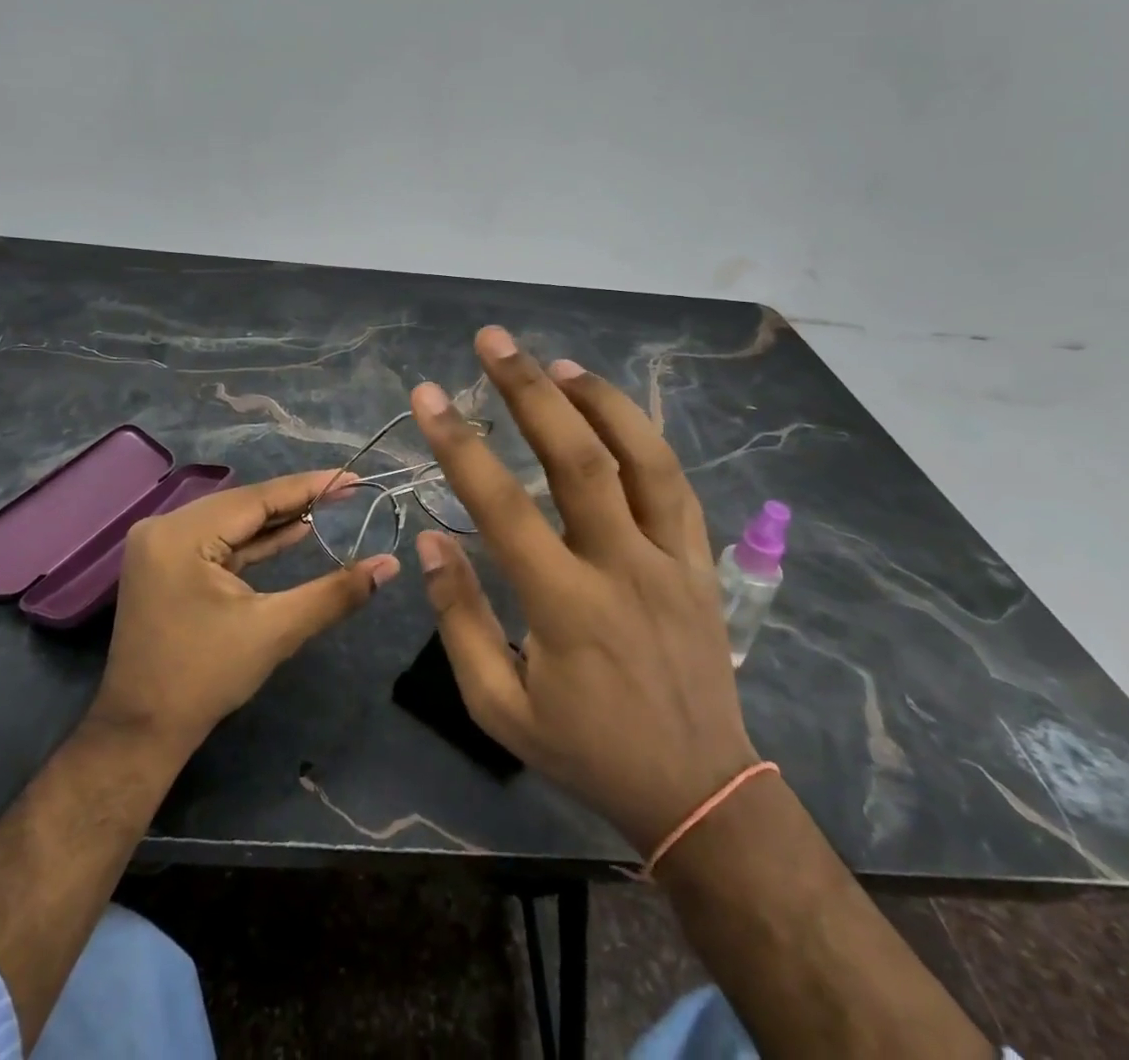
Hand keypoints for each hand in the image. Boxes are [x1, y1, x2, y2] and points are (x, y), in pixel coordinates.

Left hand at [87, 470, 400, 755]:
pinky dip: (255, 541)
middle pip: (244, 504)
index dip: (308, 487)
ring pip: (233, 521)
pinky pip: (219, 541)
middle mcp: (164, 527)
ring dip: (278, 520)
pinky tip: (293, 532)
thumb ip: (335, 592)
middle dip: (297, 500)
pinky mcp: (166, 563)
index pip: (256, 498)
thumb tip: (390, 566)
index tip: (352, 476)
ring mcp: (161, 545)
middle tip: (348, 491)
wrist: (143, 731)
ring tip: (330, 507)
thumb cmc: (205, 678)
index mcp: (181, 534)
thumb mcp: (275, 630)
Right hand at [410, 327, 757, 854]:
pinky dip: (642, 438)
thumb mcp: (499, 706)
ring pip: (641, 458)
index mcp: (565, 605)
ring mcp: (671, 558)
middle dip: (528, 391)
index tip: (426, 396)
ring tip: (555, 363)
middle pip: (576, 459)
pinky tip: (613, 412)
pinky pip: (676, 484)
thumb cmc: (586, 750)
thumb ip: (460, 618)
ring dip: (596, 400)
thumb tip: (429, 539)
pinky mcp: (702, 560)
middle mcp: (621, 566)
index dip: (459, 445)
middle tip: (494, 341)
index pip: (501, 506)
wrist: (697, 788)